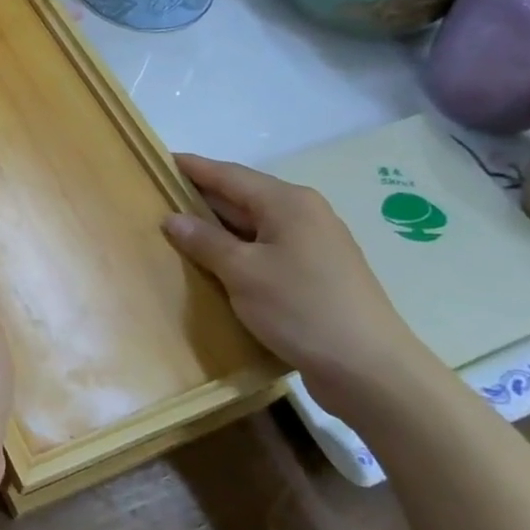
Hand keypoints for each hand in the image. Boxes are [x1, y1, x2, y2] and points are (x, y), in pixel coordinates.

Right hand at [162, 153, 441, 420]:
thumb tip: (172, 219)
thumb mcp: (242, 272)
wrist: (369, 369)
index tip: (160, 160)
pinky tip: (216, 264)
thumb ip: (204, 241)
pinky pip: (267, 249)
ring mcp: (314, 245)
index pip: (229, 174)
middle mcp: (304, 214)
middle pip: (243, 197)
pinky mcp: (316, 274)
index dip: (193, 167)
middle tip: (160, 197)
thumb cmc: (300, 308)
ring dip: (218, 228)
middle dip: (202, 197)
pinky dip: (238, 250)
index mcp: (287, 202)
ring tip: (178, 230)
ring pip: (254, 225)